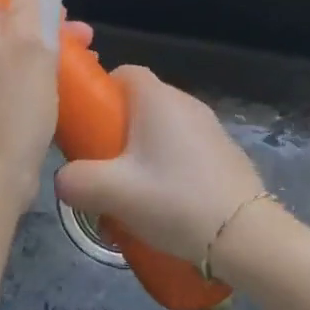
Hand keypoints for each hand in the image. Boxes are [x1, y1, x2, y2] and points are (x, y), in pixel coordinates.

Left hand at [0, 0, 56, 205]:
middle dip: (32, 11)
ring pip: (9, 46)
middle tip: (65, 18)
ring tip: (85, 43)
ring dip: (44, 40)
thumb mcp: (27, 46)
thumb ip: (27, 8)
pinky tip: (73, 75)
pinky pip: (13, 75)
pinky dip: (40, 69)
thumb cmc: (10, 104)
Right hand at [54, 66, 265, 261]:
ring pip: (161, 130)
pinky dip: (167, 168)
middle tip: (101, 166)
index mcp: (157, 99)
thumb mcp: (111, 192)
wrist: (245, 237)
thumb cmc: (174, 200)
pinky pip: (183, 150)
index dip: (99, 94)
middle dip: (115, 130)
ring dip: (141, 153)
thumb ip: (75, 180)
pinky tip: (162, 203)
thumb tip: (64, 179)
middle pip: (139, 104)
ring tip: (130, 191)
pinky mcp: (224, 155)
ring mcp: (210, 129)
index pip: (122, 72)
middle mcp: (186, 104)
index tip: (86, 127)